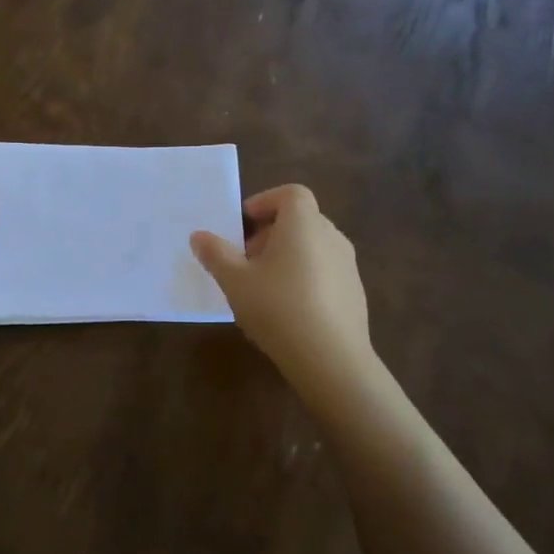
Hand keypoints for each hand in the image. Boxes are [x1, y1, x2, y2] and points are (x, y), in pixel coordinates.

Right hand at [190, 185, 376, 396]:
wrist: (332, 360)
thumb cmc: (278, 308)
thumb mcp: (235, 281)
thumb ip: (215, 254)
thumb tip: (199, 235)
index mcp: (304, 225)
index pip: (291, 194)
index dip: (265, 201)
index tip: (243, 223)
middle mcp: (331, 237)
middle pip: (301, 220)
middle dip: (270, 233)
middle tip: (245, 259)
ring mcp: (348, 266)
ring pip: (312, 247)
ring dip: (286, 256)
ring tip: (262, 287)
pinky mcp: (355, 294)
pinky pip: (325, 271)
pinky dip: (304, 277)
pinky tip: (287, 311)